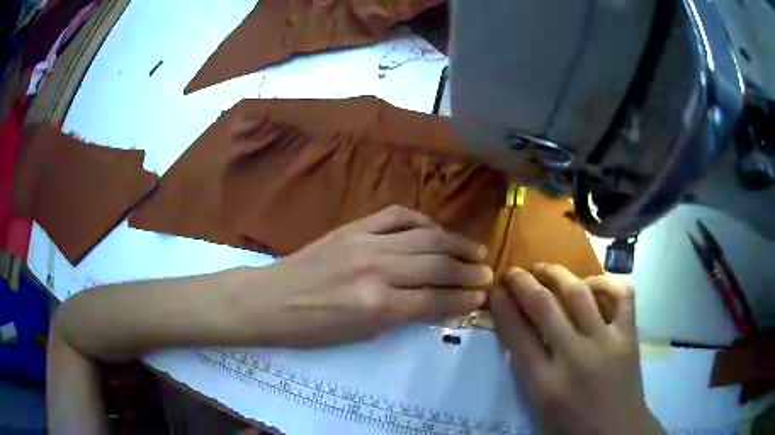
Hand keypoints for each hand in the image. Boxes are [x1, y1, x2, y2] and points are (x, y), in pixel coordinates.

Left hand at [234, 206, 491, 347]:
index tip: (481, 295)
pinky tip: (435, 229)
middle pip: (437, 264)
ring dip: (456, 242)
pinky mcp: (353, 227)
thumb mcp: (360, 335)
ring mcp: (365, 242)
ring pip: (424, 236)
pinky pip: (397, 216)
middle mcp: (377, 270)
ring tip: (476, 249)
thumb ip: (401, 316)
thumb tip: (437, 303)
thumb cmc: (311, 329)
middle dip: (468, 269)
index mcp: (377, 306)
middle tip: (488, 272)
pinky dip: (422, 220)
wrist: (270, 300)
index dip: (463, 298)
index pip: (435, 300)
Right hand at [491, 264, 664, 434]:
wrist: (615, 429)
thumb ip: (527, 367)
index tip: (496, 291)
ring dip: (557, 275)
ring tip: (545, 268)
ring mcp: (605, 342)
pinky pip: (621, 296)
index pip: (518, 336)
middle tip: (514, 271)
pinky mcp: (628, 335)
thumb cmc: (571, 422)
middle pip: (545, 308)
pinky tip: (592, 284)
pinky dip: (606, 283)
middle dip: (524, 283)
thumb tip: (517, 327)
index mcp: (545, 382)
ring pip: (579, 294)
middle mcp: (575, 357)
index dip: (503, 309)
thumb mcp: (539, 403)